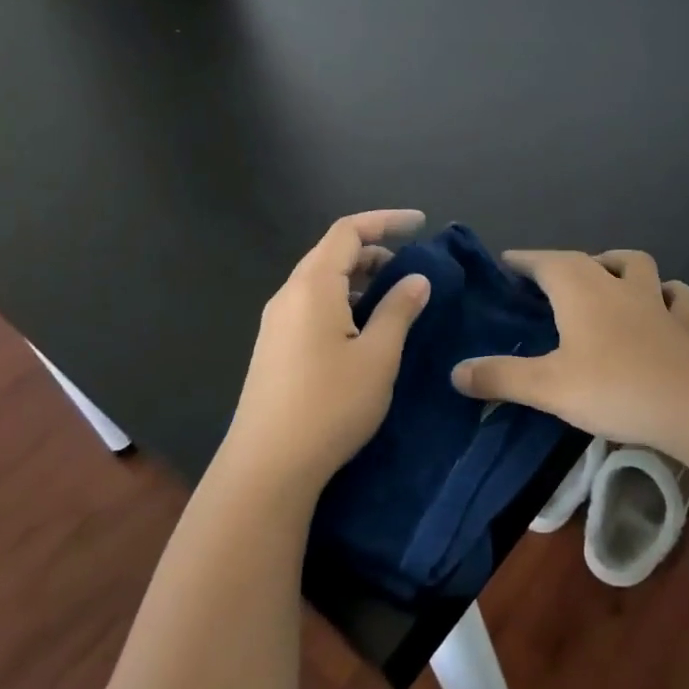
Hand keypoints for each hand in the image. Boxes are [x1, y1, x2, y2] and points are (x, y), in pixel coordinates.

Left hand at [224, 210, 430, 493]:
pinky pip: (312, 305)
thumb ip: (399, 310)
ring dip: (359, 278)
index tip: (421, 224)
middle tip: (412, 269)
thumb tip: (417, 279)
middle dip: (374, 250)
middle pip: (332, 252)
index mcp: (313, 286)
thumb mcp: (377, 356)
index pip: (348, 231)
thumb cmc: (330, 405)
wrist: (267, 468)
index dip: (386, 220)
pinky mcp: (275, 348)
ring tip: (393, 299)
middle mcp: (289, 295)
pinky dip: (342, 300)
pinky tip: (362, 329)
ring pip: (321, 281)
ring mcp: (277, 323)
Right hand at [452, 249, 688, 452]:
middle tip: (543, 280)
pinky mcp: (683, 324)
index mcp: (579, 290)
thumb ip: (500, 377)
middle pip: (583, 259)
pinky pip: (678, 297)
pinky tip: (663, 302)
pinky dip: (668, 293)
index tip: (506, 262)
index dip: (524, 260)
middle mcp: (615, 284)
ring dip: (615, 264)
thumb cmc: (612, 387)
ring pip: (635, 264)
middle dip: (559, 263)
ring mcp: (653, 301)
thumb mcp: (547, 386)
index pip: (544, 262)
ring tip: (603, 277)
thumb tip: (455, 371)